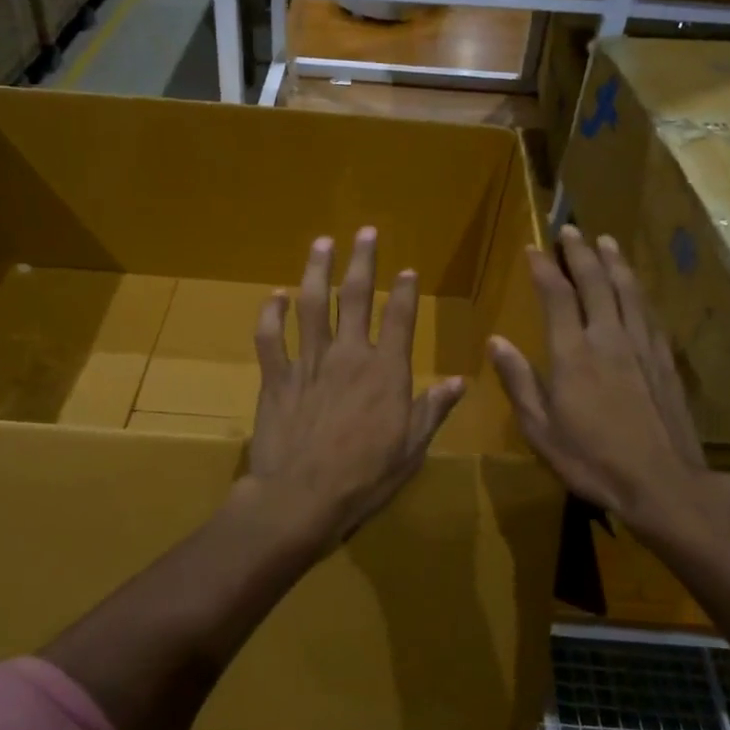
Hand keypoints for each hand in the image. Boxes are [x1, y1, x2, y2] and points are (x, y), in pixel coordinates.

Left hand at [242, 228, 465, 555]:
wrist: (301, 498)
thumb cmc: (364, 478)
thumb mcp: (411, 449)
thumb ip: (433, 409)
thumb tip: (460, 380)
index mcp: (385, 371)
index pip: (399, 318)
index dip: (405, 291)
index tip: (408, 270)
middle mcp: (348, 354)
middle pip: (355, 296)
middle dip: (362, 260)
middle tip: (365, 231)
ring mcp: (308, 362)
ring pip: (311, 304)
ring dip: (316, 270)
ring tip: (322, 243)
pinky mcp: (276, 376)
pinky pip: (270, 337)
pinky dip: (270, 314)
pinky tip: (274, 295)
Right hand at [487, 225, 729, 546]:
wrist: (663, 483)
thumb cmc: (592, 460)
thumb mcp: (541, 429)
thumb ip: (519, 381)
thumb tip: (495, 341)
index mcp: (573, 354)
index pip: (557, 297)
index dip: (545, 268)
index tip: (534, 247)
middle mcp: (608, 339)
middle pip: (596, 283)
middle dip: (581, 253)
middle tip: (572, 230)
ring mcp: (641, 347)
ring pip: (628, 292)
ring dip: (615, 263)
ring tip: (607, 241)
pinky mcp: (664, 361)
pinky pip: (649, 314)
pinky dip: (638, 292)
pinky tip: (636, 287)